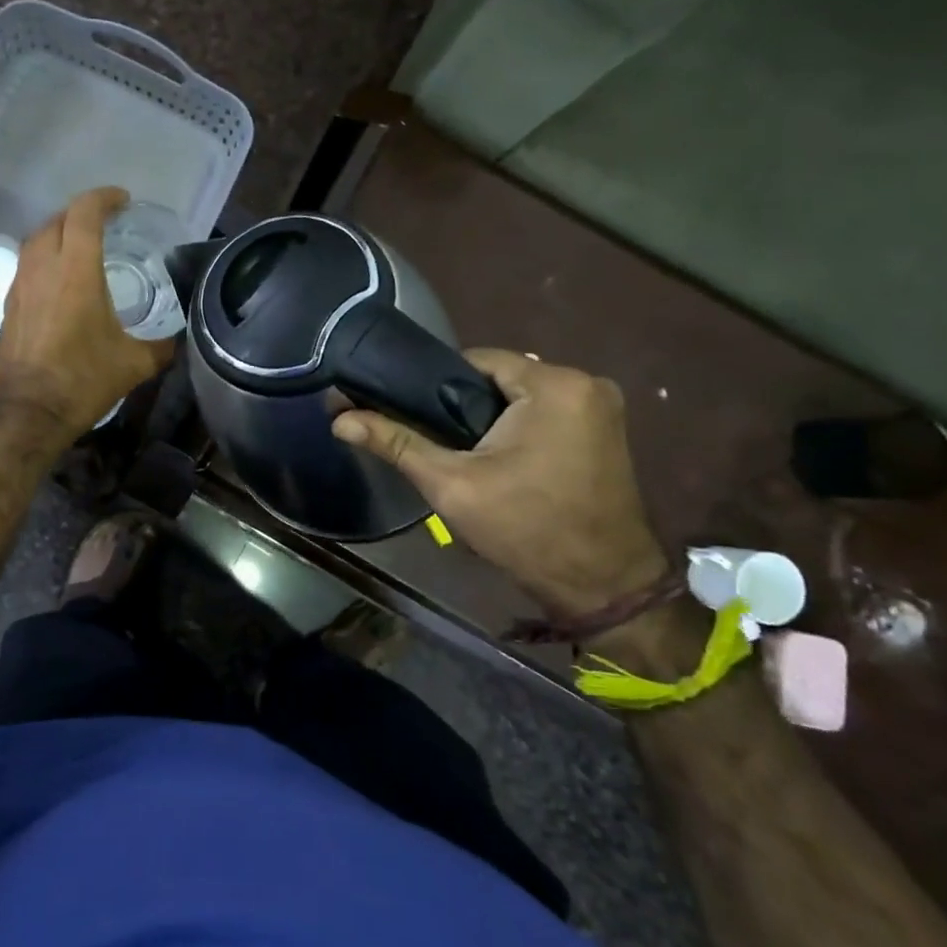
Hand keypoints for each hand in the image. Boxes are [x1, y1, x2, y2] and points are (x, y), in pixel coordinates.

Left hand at [0, 187, 177, 441]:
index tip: (123, 201)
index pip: (85, 213)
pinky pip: (27, 266)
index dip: (104, 199)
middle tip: (106, 223)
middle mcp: (43, 268)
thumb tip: (179, 339)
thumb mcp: (134, 363)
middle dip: (82, 213)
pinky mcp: (9, 305)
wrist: (28, 411)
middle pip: (57, 220)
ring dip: (59, 234)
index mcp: (76, 270)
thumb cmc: (83, 380)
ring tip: (82, 247)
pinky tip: (60, 281)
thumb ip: (161, 345)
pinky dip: (45, 260)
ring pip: (36, 240)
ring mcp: (20, 285)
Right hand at [332, 349, 666, 615]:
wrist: (601, 586)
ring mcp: (603, 407)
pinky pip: (546, 413)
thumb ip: (396, 443)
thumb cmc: (524, 529)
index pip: (477, 359)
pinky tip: (499, 459)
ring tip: (462, 452)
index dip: (436, 383)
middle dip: (464, 404)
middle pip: (501, 377)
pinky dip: (518, 428)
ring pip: (522, 397)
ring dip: (490, 418)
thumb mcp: (451, 484)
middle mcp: (587, 383)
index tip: (413, 413)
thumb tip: (339, 418)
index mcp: (555, 384)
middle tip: (436, 441)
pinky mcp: (607, 431)